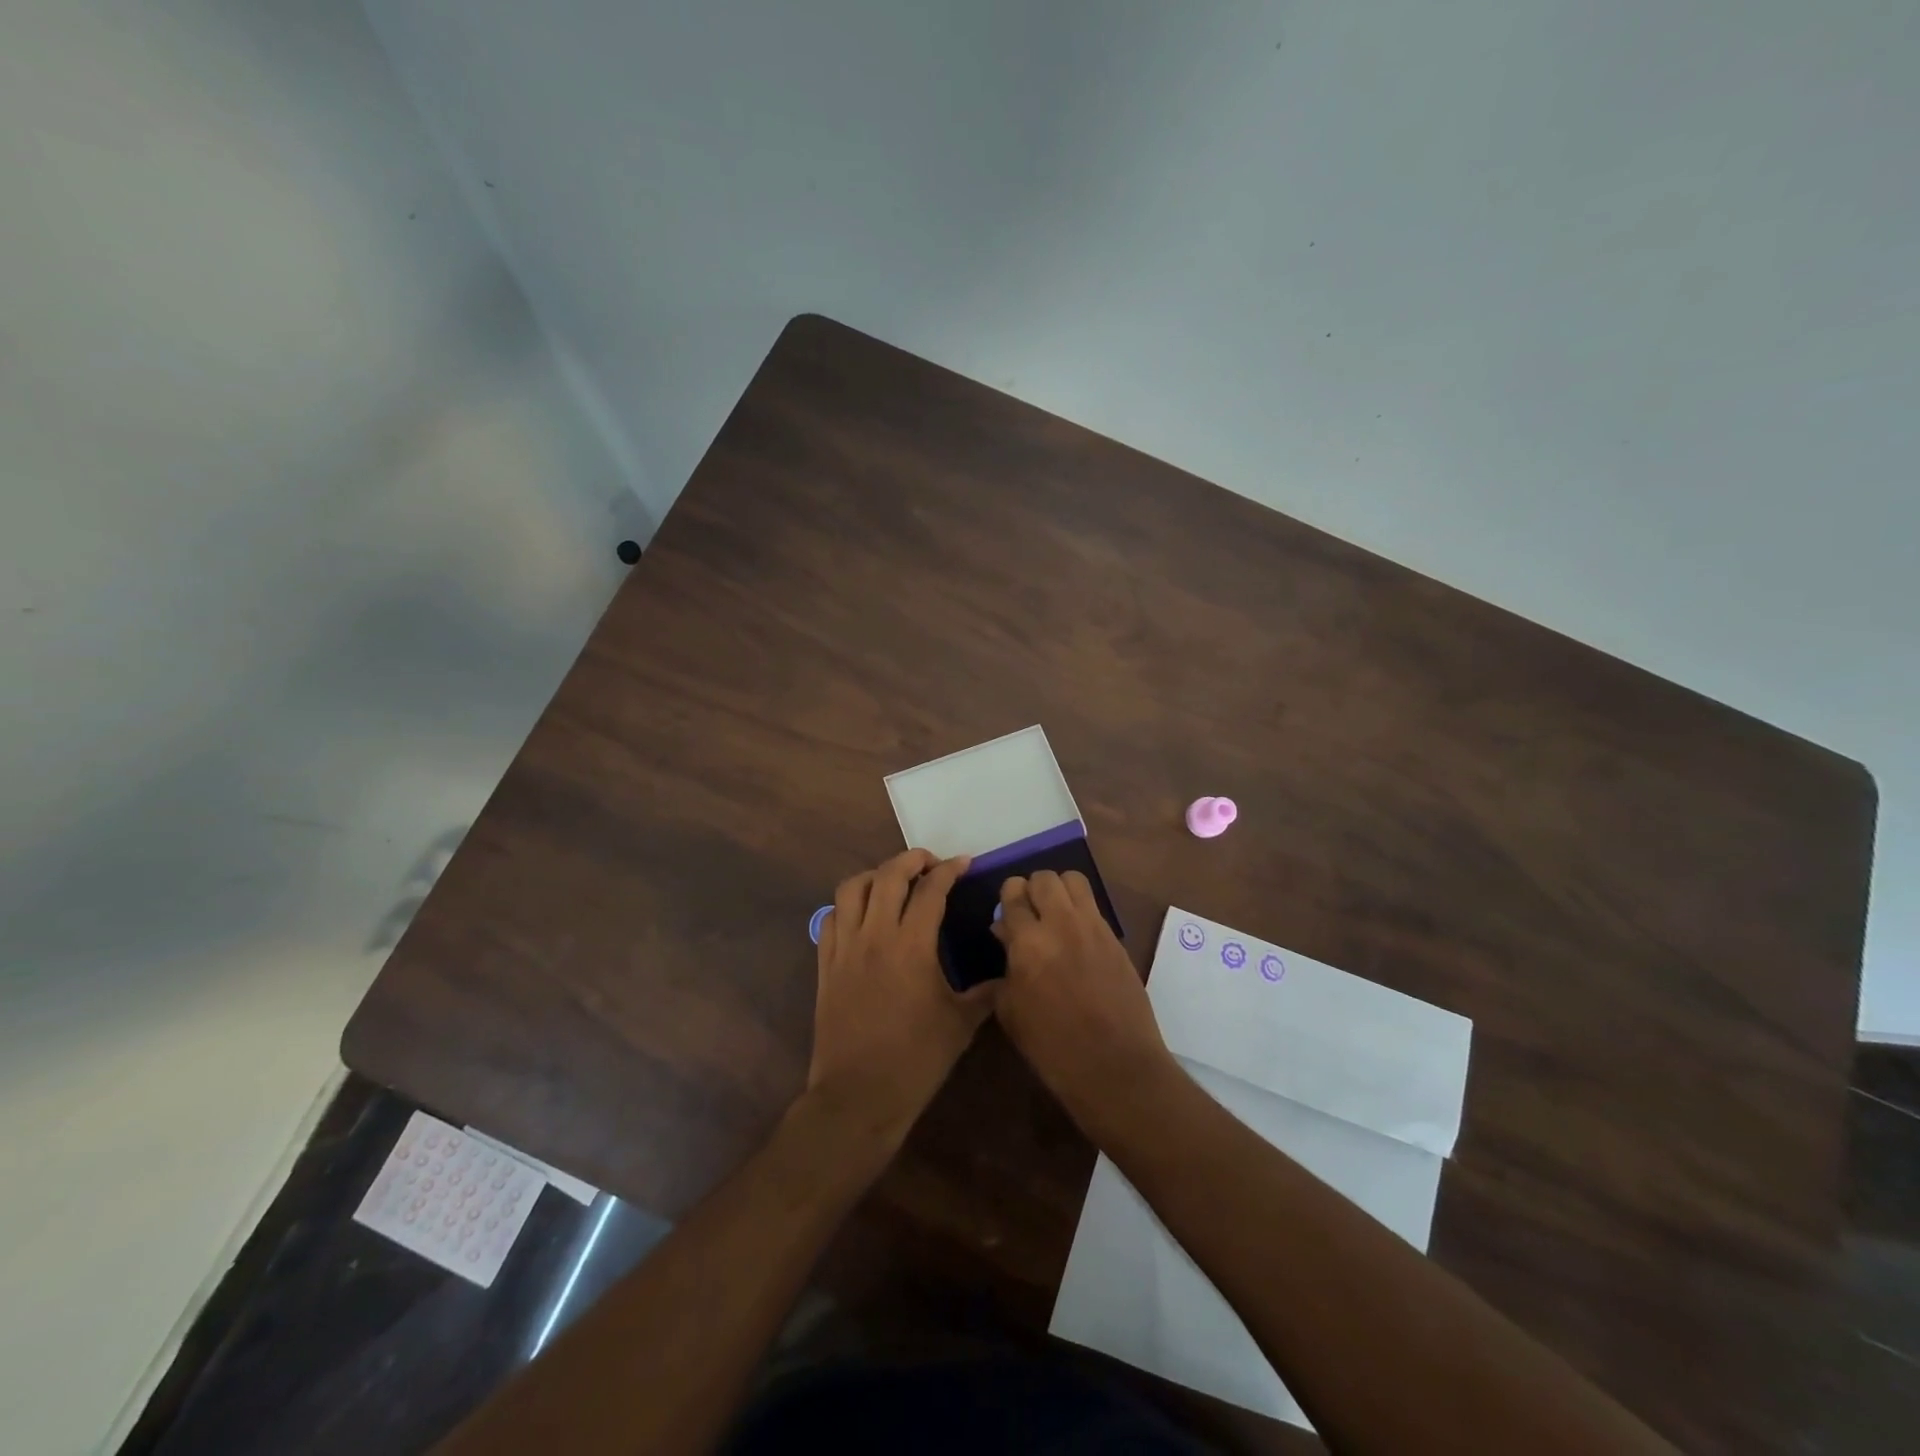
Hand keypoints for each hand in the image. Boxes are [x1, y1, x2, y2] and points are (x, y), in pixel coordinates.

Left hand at [805, 849, 993, 1147]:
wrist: (859, 1095)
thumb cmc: (916, 1060)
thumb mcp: (961, 1025)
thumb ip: (985, 993)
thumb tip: (1007, 976)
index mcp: (912, 946)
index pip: (931, 890)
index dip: (949, 870)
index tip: (964, 863)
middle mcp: (875, 936)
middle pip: (888, 875)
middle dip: (911, 859)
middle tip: (930, 863)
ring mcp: (845, 949)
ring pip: (852, 889)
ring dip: (875, 875)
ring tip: (893, 881)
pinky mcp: (825, 965)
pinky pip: (830, 918)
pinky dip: (847, 905)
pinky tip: (862, 914)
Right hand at [992, 871, 1174, 1128]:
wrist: (1115, 1066)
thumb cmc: (1052, 1047)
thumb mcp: (1011, 1011)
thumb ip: (1004, 967)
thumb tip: (1005, 936)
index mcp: (1028, 942)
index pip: (1013, 893)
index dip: (1007, 898)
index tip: (1006, 914)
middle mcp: (1061, 923)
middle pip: (1044, 878)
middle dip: (1032, 888)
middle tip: (1030, 912)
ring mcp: (1093, 928)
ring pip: (1074, 880)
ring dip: (1060, 891)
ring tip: (1055, 915)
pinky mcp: (1116, 938)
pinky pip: (1094, 907)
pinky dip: (1081, 911)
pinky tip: (1076, 938)